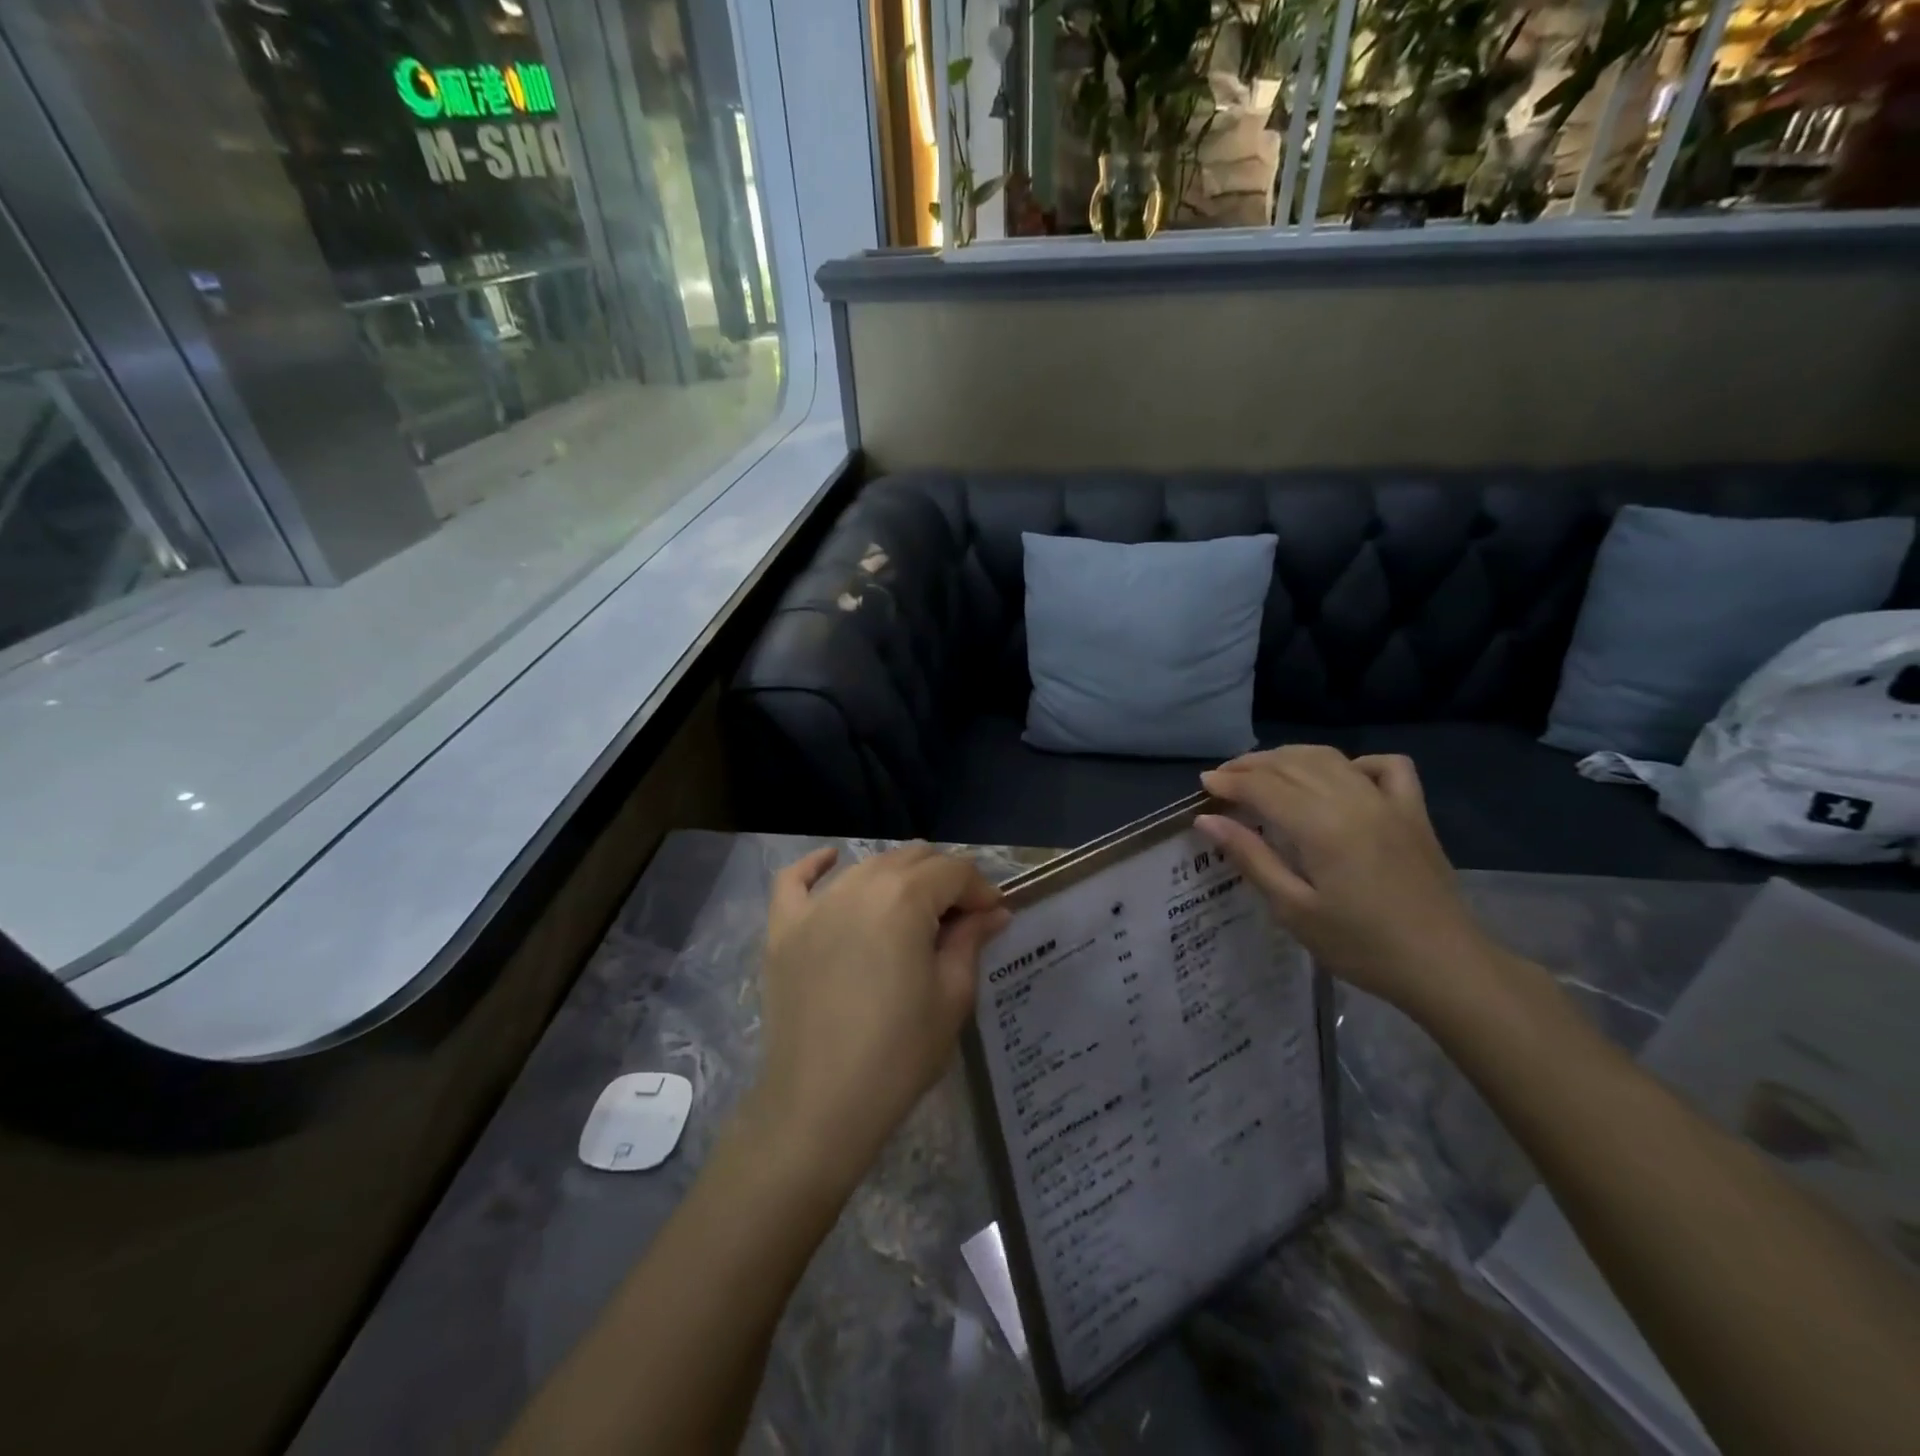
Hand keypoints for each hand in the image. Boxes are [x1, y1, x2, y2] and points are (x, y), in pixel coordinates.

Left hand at [749, 844, 1009, 1186]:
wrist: (819, 1106)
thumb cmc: (898, 1054)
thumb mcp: (951, 997)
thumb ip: (971, 941)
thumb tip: (993, 911)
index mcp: (905, 899)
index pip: (954, 871)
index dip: (980, 890)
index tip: (993, 916)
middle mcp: (859, 886)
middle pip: (912, 858)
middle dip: (943, 879)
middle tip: (958, 918)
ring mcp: (815, 905)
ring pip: (866, 865)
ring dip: (898, 877)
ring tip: (913, 910)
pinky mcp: (783, 928)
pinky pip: (794, 879)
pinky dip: (817, 865)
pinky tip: (833, 860)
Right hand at [1196, 746, 1498, 1018]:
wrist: (1445, 967)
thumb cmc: (1361, 946)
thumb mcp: (1293, 910)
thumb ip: (1251, 857)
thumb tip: (1207, 820)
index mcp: (1321, 826)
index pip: (1264, 786)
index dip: (1229, 782)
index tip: (1203, 786)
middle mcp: (1353, 800)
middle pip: (1292, 764)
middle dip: (1251, 765)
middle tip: (1223, 778)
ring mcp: (1388, 801)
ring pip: (1330, 757)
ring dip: (1290, 757)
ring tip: (1263, 771)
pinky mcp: (1414, 811)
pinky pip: (1386, 766)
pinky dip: (1355, 762)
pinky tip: (1339, 777)